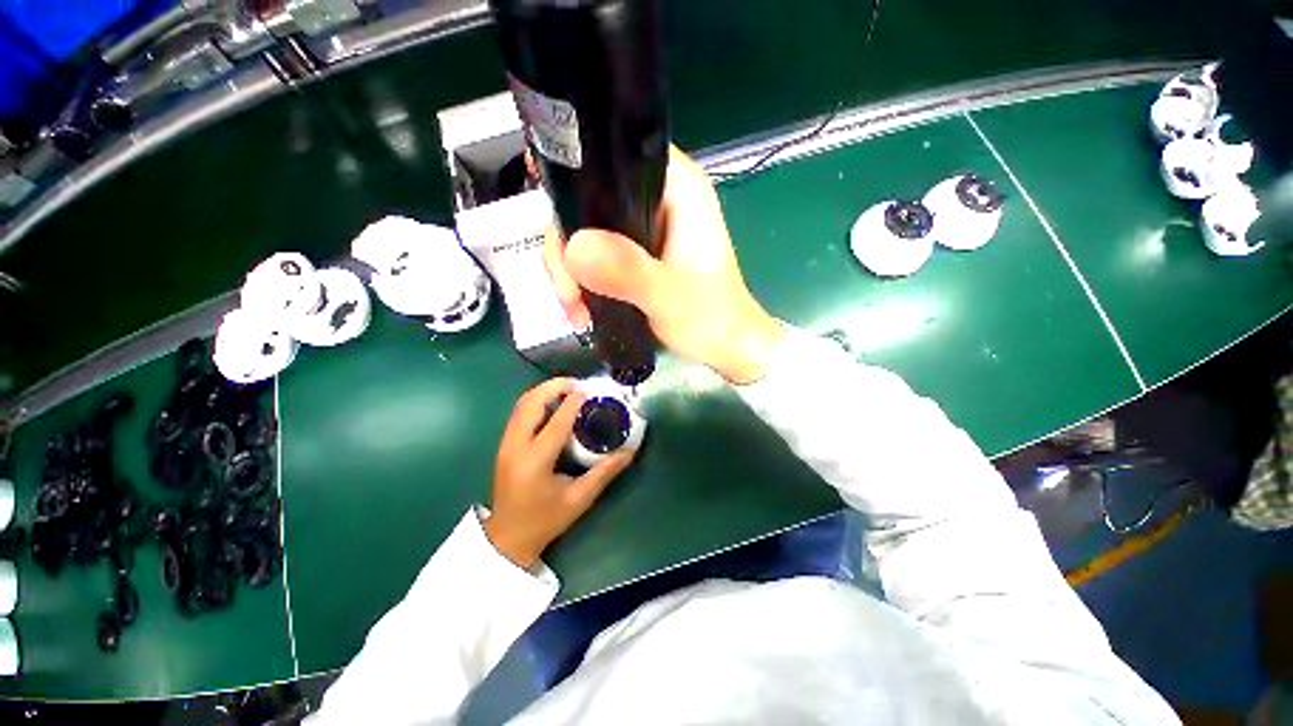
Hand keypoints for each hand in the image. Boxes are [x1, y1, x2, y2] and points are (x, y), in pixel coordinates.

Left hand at [484, 379, 635, 569]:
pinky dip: (536, 400)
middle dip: (554, 387)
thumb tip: (629, 452)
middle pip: (531, 403)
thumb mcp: (579, 499)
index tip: (589, 390)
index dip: (573, 402)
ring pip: (522, 404)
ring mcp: (505, 444)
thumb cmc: (545, 520)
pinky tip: (553, 403)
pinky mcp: (504, 444)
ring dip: (544, 391)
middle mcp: (515, 447)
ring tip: (568, 389)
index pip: (556, 422)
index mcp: (535, 462)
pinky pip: (519, 412)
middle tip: (578, 384)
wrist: (507, 538)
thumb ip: (604, 473)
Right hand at [544, 146, 785, 384]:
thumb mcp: (668, 296)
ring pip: (586, 230)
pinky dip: (582, 278)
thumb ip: (627, 271)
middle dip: (568, 245)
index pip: (616, 154)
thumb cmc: (710, 318)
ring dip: (571, 269)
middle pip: (589, 197)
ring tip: (575, 307)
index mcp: (677, 189)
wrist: (723, 346)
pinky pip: (595, 253)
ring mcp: (644, 227)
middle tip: (568, 289)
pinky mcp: (636, 252)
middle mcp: (657, 199)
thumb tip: (573, 248)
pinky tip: (581, 306)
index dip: (575, 172)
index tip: (552, 218)